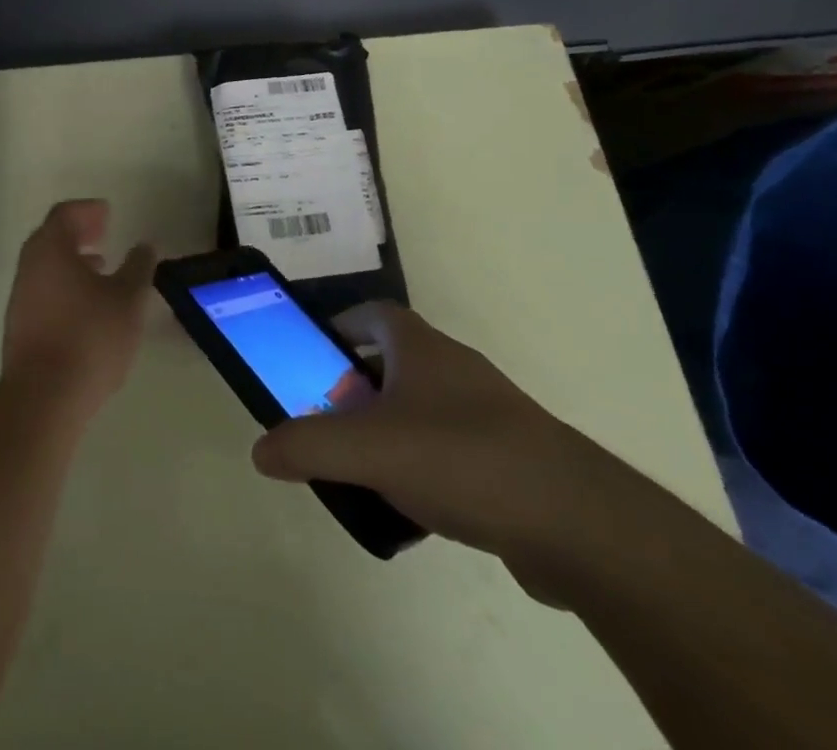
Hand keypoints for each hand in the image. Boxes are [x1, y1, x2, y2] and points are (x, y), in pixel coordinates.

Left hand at [1, 200, 156, 421]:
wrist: (43, 397)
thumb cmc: (90, 337)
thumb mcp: (128, 299)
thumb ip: (139, 267)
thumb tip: (144, 246)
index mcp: (50, 249)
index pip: (64, 214)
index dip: (87, 210)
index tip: (108, 214)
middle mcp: (29, 266)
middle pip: (51, 237)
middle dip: (78, 232)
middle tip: (103, 234)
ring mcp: (20, 297)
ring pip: (46, 266)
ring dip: (72, 261)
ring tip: (101, 269)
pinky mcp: (19, 326)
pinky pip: (43, 290)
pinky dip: (64, 284)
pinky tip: (86, 306)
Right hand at [251, 302, 638, 578]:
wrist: (576, 522)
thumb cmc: (461, 458)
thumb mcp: (369, 449)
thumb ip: (308, 445)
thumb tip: (260, 450)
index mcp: (422, 348)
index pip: (374, 314)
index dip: (341, 325)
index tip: (313, 354)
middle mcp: (455, 369)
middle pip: (394, 363)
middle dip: (357, 387)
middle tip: (328, 420)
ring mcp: (488, 414)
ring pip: (422, 410)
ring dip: (389, 431)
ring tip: (362, 469)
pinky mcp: (510, 460)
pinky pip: (450, 452)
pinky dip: (423, 469)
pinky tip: (411, 510)